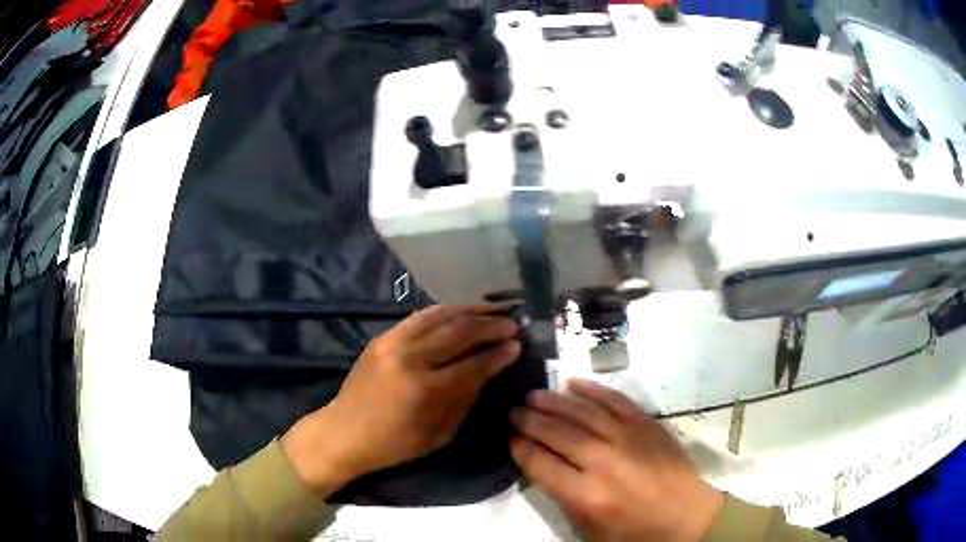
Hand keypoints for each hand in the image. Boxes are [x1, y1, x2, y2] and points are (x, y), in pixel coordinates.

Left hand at [282, 305, 520, 492]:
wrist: (345, 431)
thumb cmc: (395, 444)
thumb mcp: (439, 433)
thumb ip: (465, 397)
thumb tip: (489, 368)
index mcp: (424, 390)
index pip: (472, 364)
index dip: (498, 354)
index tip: (518, 345)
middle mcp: (409, 358)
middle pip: (458, 332)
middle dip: (490, 327)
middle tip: (511, 325)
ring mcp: (392, 342)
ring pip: (440, 316)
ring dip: (470, 311)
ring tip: (493, 312)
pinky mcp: (382, 336)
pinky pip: (420, 316)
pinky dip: (445, 311)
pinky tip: (461, 312)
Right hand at [510, 380, 723, 541]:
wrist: (688, 519)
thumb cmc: (635, 533)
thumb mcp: (590, 530)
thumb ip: (564, 498)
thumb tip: (543, 467)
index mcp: (587, 496)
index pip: (541, 464)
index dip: (521, 448)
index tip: (508, 437)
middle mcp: (604, 463)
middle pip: (559, 434)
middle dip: (531, 421)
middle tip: (513, 411)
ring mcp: (629, 439)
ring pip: (584, 413)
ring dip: (555, 402)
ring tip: (534, 395)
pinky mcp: (649, 426)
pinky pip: (617, 402)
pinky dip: (594, 391)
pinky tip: (575, 384)